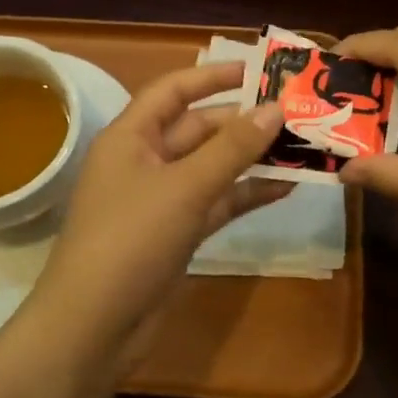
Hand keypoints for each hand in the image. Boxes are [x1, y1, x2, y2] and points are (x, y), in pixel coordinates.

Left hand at [31, 62, 289, 343]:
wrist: (95, 326)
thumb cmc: (131, 240)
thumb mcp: (185, 188)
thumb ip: (232, 148)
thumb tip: (275, 109)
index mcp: (131, 137)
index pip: (172, 91)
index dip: (212, 76)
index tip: (258, 70)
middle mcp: (145, 161)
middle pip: (197, 129)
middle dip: (242, 121)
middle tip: (294, 114)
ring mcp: (161, 200)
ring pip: (211, 167)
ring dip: (250, 158)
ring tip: (301, 147)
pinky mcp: (176, 233)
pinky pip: (216, 202)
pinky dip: (246, 194)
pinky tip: (285, 187)